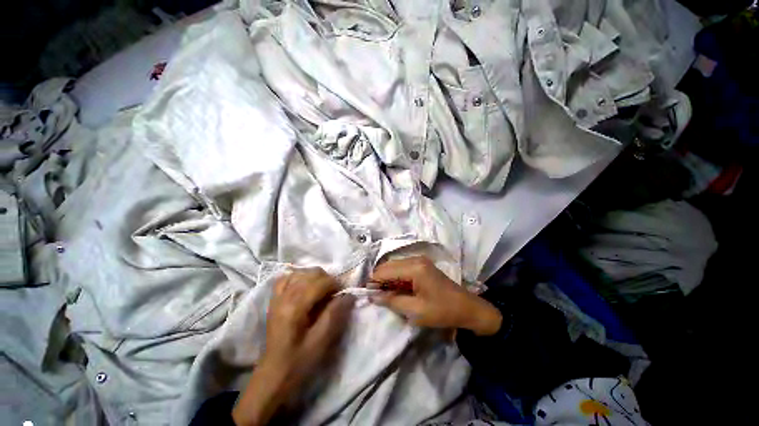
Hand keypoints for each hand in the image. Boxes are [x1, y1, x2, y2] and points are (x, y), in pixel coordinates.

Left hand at [233, 268, 353, 425]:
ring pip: (300, 272)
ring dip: (315, 277)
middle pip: (311, 273)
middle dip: (327, 279)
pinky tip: (305, 287)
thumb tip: (349, 294)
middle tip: (334, 295)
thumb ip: (335, 314)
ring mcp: (277, 297)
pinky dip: (299, 278)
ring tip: (322, 291)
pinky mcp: (274, 301)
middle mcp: (284, 296)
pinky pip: (286, 278)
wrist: (273, 375)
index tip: (343, 295)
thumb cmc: (299, 361)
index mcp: (295, 306)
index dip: (336, 284)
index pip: (320, 281)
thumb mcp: (321, 341)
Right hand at [369, 257, 501, 335]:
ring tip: (385, 294)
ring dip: (387, 279)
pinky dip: (396, 278)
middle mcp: (415, 259)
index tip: (367, 294)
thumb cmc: (442, 310)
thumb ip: (392, 301)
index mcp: (414, 267)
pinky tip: (396, 289)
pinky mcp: (422, 265)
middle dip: (379, 279)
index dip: (374, 281)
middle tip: (375, 296)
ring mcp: (419, 260)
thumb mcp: (415, 311)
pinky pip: (402, 268)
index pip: (385, 270)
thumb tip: (373, 296)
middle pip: (388, 265)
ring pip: (394, 266)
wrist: (467, 308)